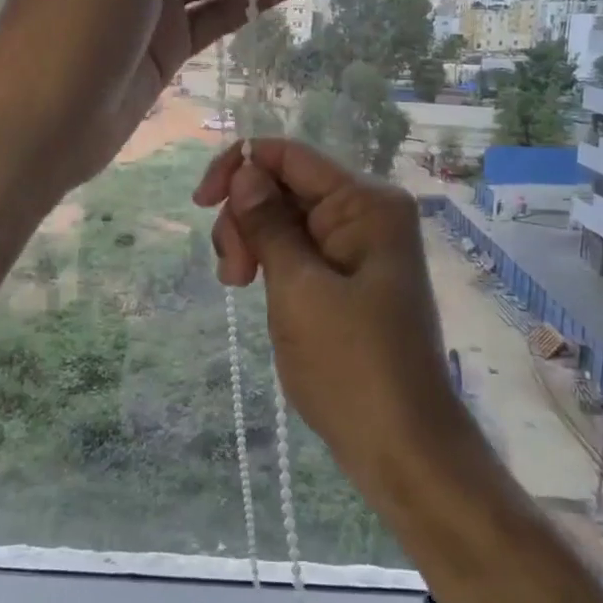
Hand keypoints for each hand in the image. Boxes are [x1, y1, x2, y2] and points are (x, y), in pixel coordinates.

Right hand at [192, 139, 464, 490]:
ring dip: (252, 241)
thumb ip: (268, 223)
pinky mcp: (347, 275)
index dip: (239, 167)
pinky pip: (297, 248)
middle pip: (284, 186)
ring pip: (284, 218)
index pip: (290, 156)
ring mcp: (358, 245)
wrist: (402, 446)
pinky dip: (269, 261)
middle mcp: (366, 212)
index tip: (201, 203)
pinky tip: (254, 287)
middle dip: (246, 217)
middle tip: (232, 274)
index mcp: (366, 203)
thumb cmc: (351, 366)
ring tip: (237, 286)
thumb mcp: (298, 289)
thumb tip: (244, 170)